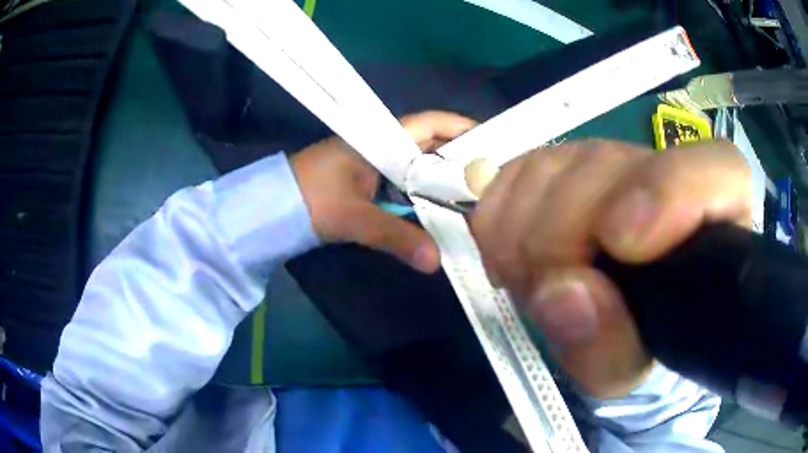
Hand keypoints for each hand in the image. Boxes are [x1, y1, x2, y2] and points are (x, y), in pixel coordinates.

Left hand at [291, 111, 476, 272]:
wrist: (272, 209)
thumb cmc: (309, 199)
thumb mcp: (353, 217)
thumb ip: (394, 236)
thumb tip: (435, 261)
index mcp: (380, 139)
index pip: (430, 123)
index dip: (462, 128)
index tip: (493, 142)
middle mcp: (382, 146)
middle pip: (431, 144)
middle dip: (461, 158)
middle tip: (492, 178)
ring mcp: (375, 164)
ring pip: (420, 166)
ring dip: (443, 179)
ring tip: (476, 196)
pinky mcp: (369, 183)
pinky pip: (406, 184)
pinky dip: (424, 194)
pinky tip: (441, 209)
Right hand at [470, 140, 750, 397]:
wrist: (611, 312)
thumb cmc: (635, 341)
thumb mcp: (625, 371)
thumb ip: (606, 350)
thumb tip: (563, 295)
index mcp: (712, 218)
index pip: (716, 170)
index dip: (666, 192)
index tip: (620, 244)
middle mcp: (660, 171)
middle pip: (602, 170)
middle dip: (558, 244)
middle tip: (548, 298)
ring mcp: (605, 157)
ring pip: (548, 169)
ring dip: (522, 240)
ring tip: (534, 284)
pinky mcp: (557, 161)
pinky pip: (510, 176)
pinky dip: (498, 224)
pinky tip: (517, 257)